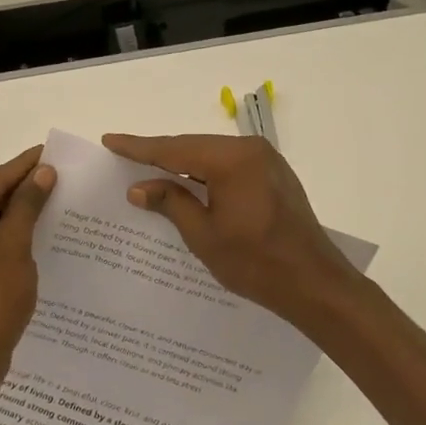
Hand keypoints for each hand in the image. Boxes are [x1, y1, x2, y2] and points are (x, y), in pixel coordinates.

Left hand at [0, 147, 55, 388]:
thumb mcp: (13, 246)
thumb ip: (27, 205)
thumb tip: (43, 172)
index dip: (23, 167)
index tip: (50, 152)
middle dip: (21, 190)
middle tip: (57, 174)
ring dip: (17, 214)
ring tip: (53, 199)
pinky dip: (7, 236)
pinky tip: (35, 231)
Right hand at [101, 133, 362, 329]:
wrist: (314, 283)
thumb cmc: (255, 263)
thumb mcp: (203, 236)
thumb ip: (170, 203)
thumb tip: (139, 187)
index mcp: (231, 160)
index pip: (174, 149)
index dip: (139, 148)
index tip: (110, 140)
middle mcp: (250, 149)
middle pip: (192, 147)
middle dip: (159, 154)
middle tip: (123, 157)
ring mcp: (265, 160)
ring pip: (210, 156)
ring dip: (181, 165)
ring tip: (147, 170)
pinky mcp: (273, 174)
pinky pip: (228, 165)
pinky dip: (204, 173)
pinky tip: (185, 184)